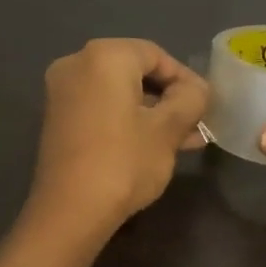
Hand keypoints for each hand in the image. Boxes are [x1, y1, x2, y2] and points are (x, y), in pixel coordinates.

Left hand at [24, 38, 208, 241]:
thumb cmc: (124, 162)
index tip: (206, 106)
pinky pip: (102, 110)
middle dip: (170, 99)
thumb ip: (190, 100)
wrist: (71, 211)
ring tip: (185, 140)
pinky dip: (128, 122)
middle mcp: (77, 64)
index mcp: (104, 56)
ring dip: (153, 114)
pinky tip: (156, 146)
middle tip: (197, 123)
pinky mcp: (58, 121)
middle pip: (136, 73)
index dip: (186, 79)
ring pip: (120, 95)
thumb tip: (197, 90)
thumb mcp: (168, 129)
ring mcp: (63, 93)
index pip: (156, 55)